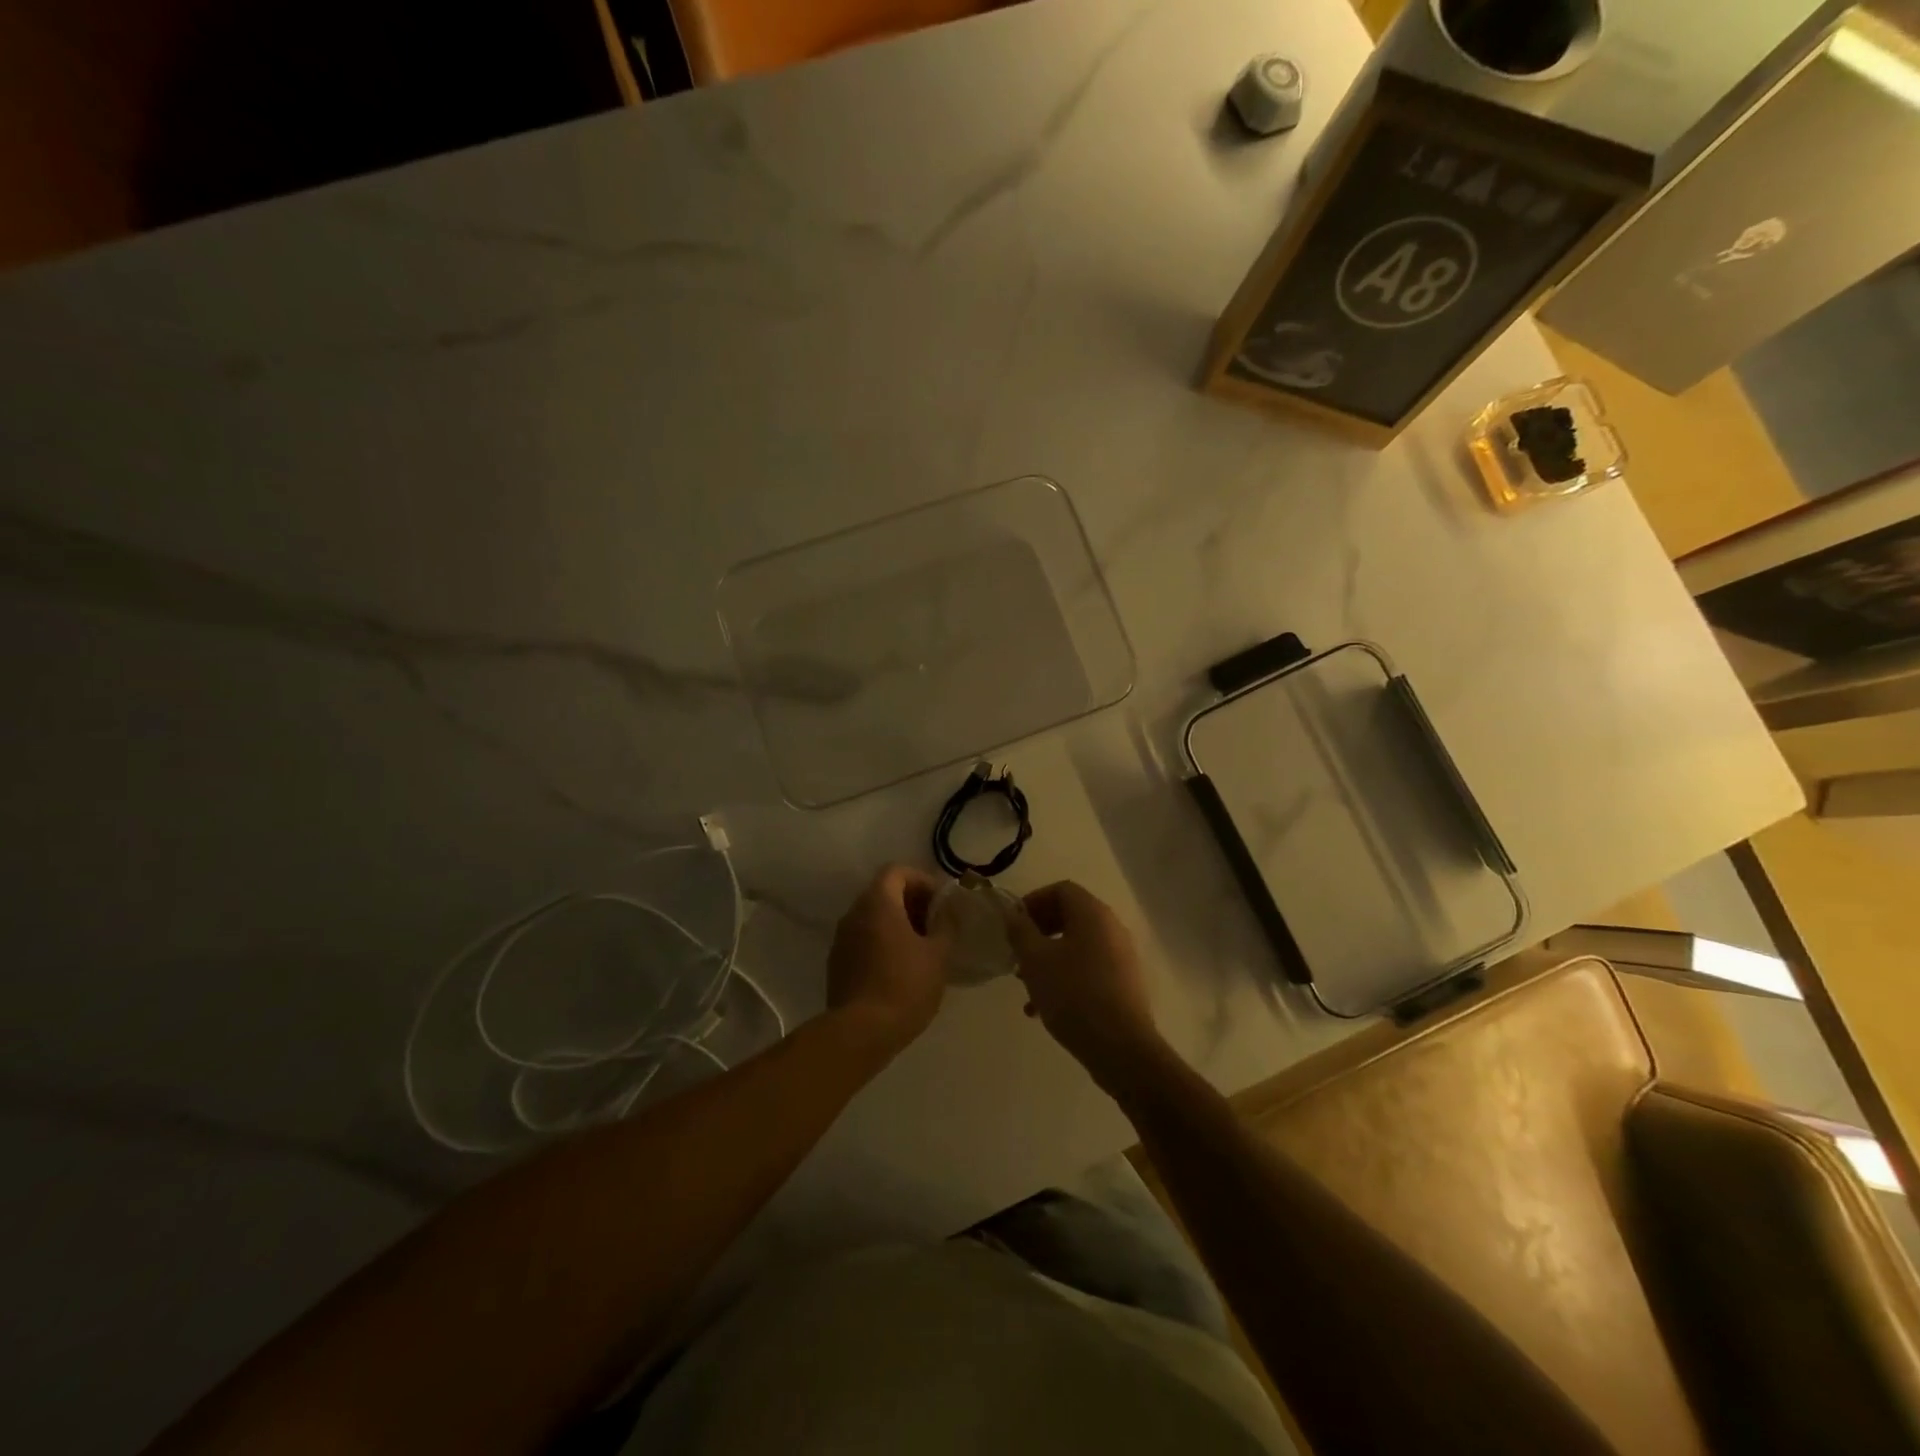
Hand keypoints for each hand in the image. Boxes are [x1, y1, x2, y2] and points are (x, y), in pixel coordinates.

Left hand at [826, 865, 950, 1056]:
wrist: (861, 1032)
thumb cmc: (905, 985)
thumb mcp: (937, 954)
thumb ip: (945, 925)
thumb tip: (948, 910)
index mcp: (878, 903)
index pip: (897, 871)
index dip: (921, 881)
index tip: (940, 902)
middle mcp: (854, 913)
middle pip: (883, 893)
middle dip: (911, 903)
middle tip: (935, 925)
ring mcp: (841, 939)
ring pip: (872, 918)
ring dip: (897, 924)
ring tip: (921, 948)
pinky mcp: (837, 963)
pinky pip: (863, 940)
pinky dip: (882, 942)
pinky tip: (900, 968)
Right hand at [1007, 881, 1165, 1093]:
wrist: (1121, 1048)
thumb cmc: (1073, 994)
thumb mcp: (1035, 960)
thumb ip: (1020, 931)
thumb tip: (1013, 914)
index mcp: (1092, 913)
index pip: (1061, 890)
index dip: (1033, 901)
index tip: (1014, 925)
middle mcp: (1112, 927)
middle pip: (1070, 916)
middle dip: (1039, 933)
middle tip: (1018, 954)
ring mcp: (1122, 956)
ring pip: (1077, 946)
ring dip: (1049, 959)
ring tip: (1027, 986)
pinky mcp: (1124, 983)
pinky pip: (1089, 968)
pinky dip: (1066, 977)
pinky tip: (1044, 1008)